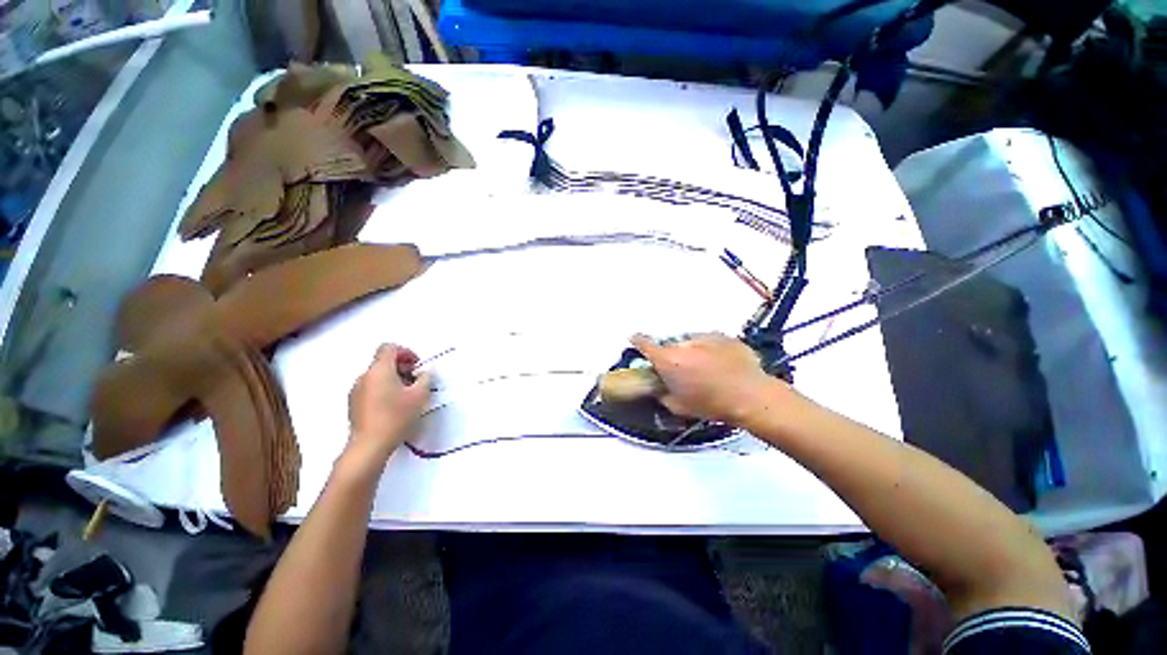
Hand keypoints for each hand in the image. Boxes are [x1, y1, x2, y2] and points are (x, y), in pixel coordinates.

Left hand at [347, 344, 431, 465]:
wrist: (369, 445)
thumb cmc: (396, 416)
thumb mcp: (420, 395)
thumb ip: (425, 378)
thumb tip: (425, 372)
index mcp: (379, 370)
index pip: (389, 347)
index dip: (405, 352)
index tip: (416, 366)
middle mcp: (365, 376)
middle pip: (383, 361)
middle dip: (402, 367)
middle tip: (416, 381)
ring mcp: (356, 390)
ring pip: (377, 375)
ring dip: (393, 379)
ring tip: (407, 395)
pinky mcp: (353, 404)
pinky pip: (371, 388)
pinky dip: (383, 389)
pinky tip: (393, 406)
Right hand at [630, 333, 789, 423]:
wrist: (751, 396)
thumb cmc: (711, 404)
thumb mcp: (679, 407)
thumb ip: (662, 394)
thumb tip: (659, 389)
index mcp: (668, 360)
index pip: (644, 343)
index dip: (637, 341)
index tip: (634, 340)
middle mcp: (683, 343)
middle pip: (670, 345)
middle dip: (672, 355)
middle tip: (682, 370)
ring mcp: (705, 337)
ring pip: (691, 342)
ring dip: (692, 352)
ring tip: (707, 369)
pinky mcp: (724, 336)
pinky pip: (710, 341)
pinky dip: (711, 350)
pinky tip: (722, 365)